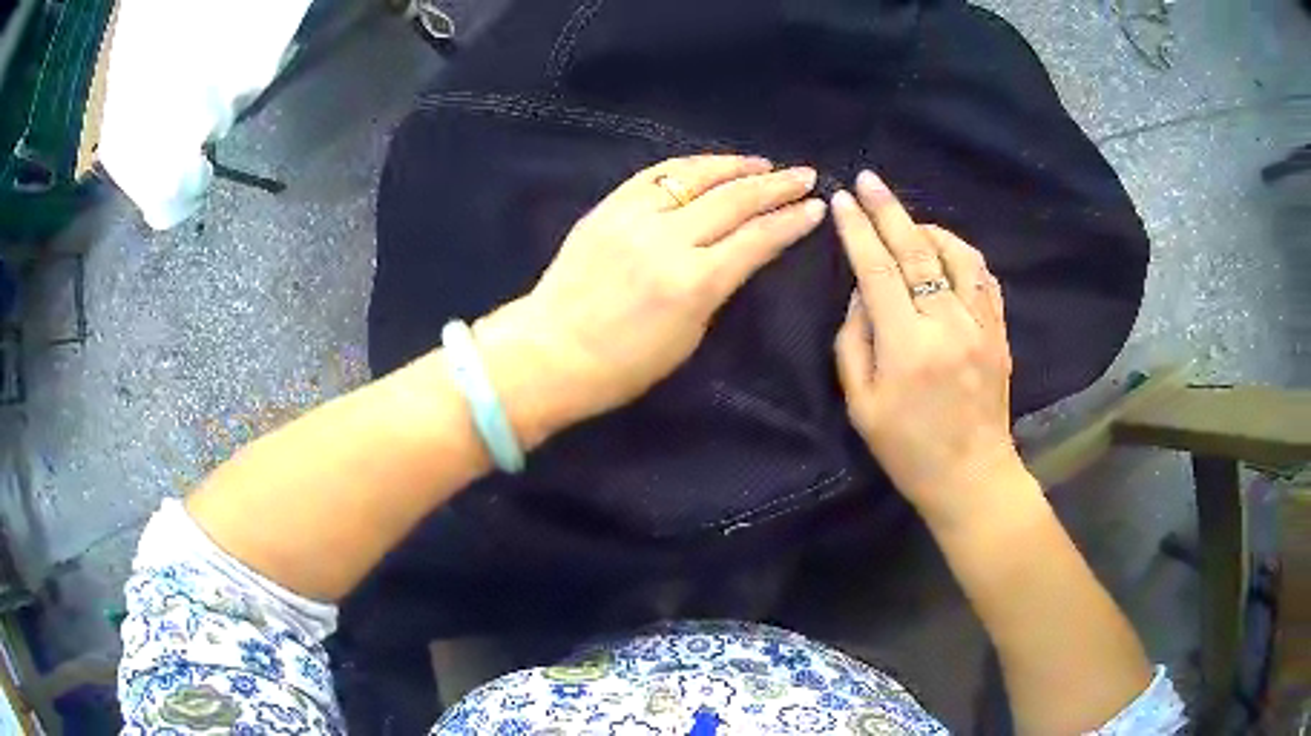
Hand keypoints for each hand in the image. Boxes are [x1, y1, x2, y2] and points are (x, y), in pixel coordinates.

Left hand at [477, 155, 825, 444]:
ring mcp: (633, 217)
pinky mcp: (607, 207)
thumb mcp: (688, 336)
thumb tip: (738, 252)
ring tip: (764, 164)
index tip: (815, 207)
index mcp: (693, 283)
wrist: (549, 351)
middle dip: (776, 185)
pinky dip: (689, 166)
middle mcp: (667, 240)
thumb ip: (717, 287)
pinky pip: (656, 174)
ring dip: (736, 166)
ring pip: (696, 176)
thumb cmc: (623, 366)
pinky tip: (710, 165)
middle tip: (804, 175)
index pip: (757, 238)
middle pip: (733, 200)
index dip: (791, 220)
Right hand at [833, 171, 1026, 527]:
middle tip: (869, 179)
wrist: (971, 476)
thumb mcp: (862, 405)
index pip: (877, 270)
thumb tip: (860, 294)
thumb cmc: (908, 450)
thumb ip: (853, 343)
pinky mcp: (1000, 332)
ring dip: (929, 229)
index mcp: (908, 347)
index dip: (858, 231)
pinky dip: (962, 254)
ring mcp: (981, 325)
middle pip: (916, 251)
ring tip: (908, 222)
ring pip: (957, 254)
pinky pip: (984, 277)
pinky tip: (947, 251)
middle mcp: (948, 325)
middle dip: (888, 210)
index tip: (843, 200)